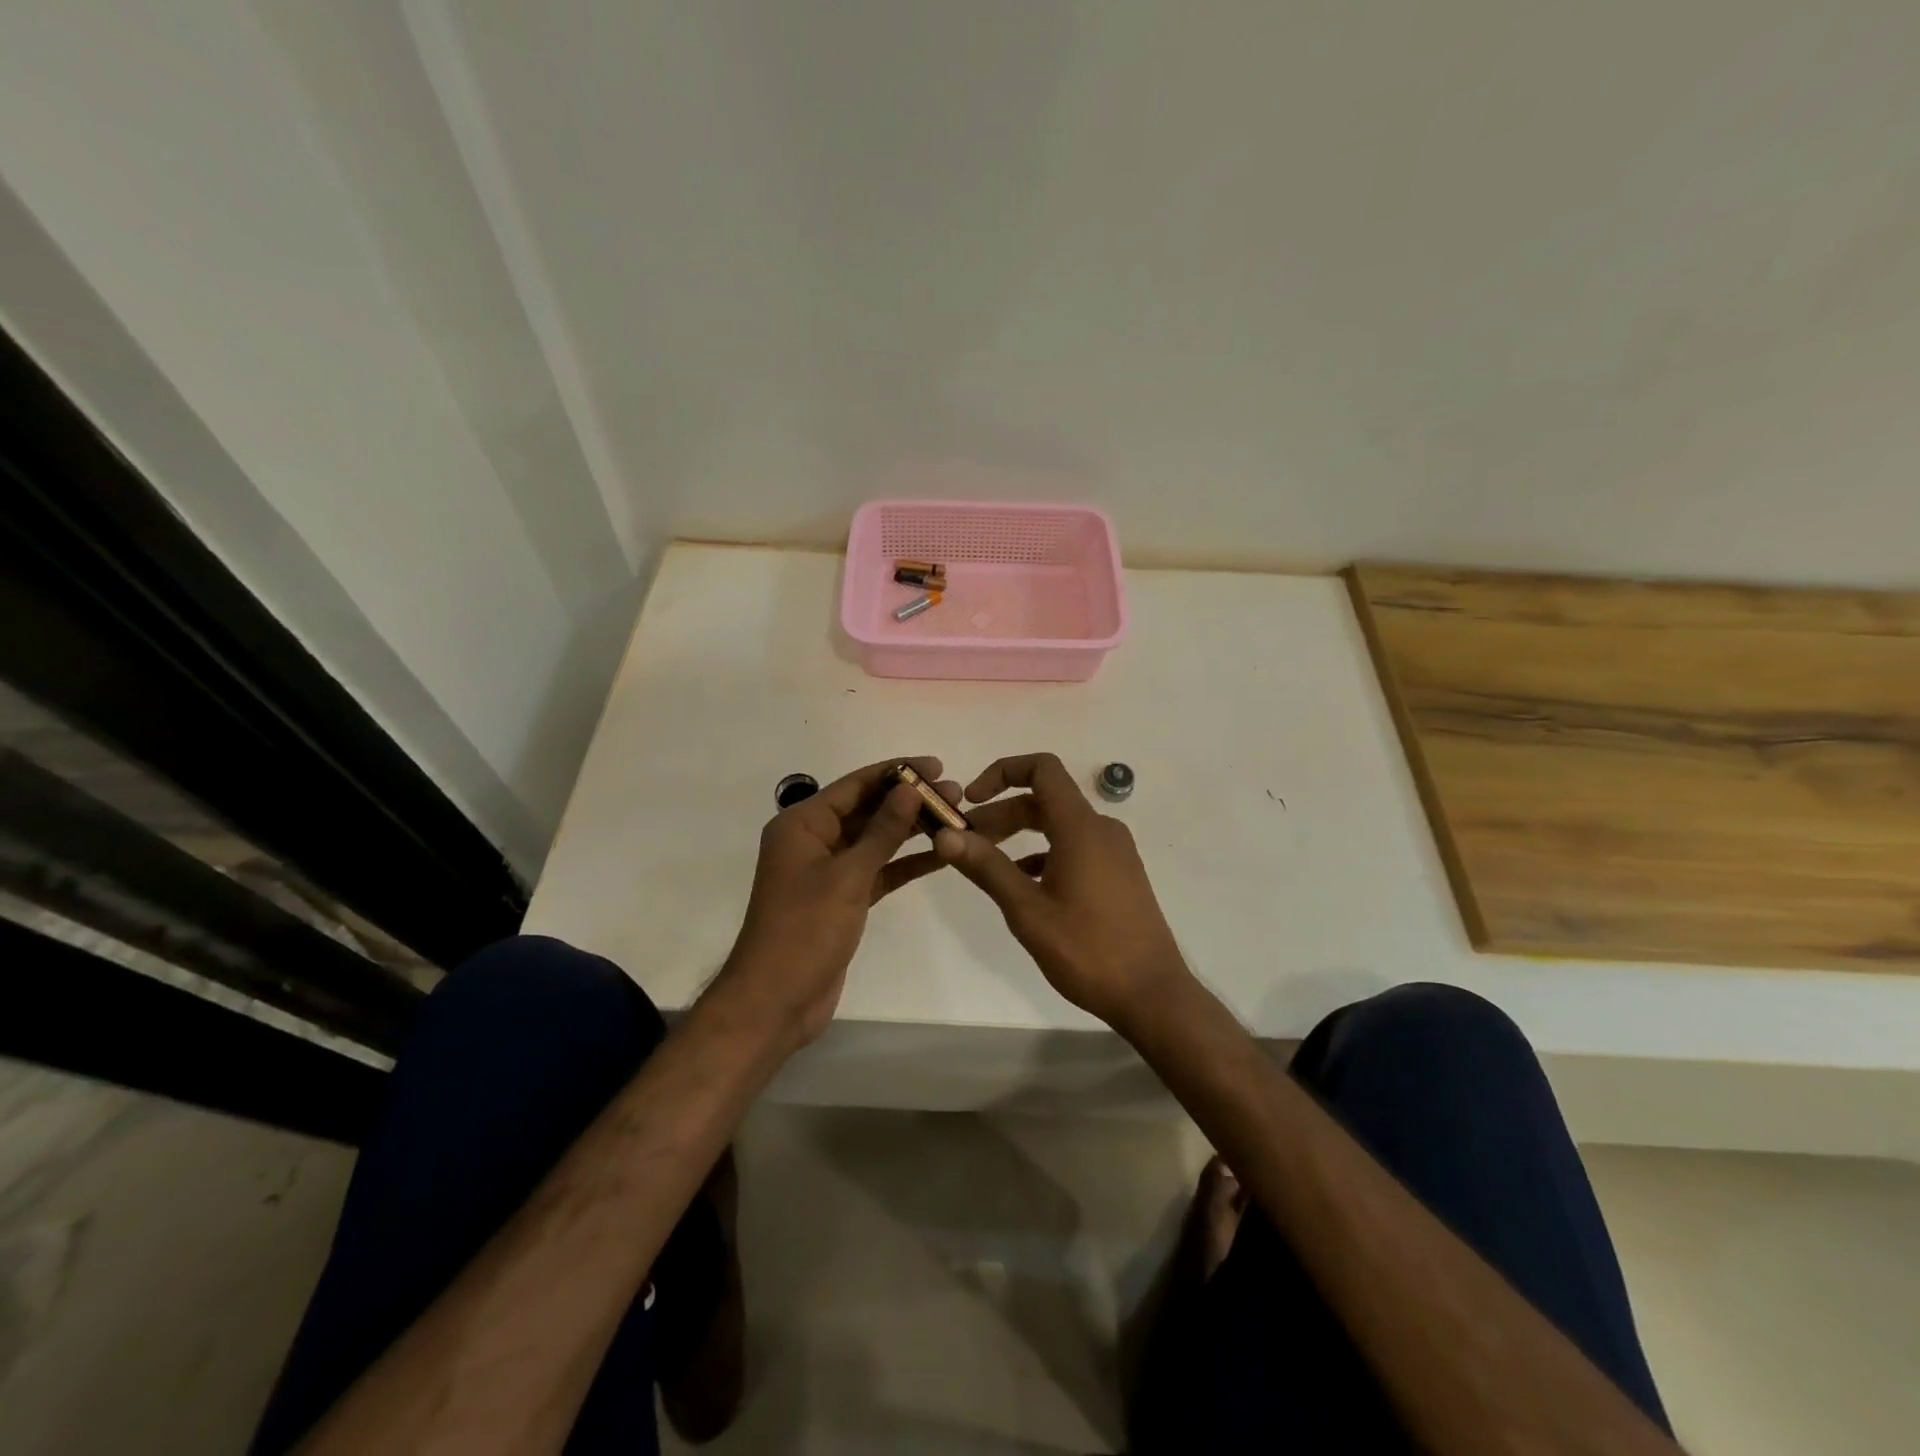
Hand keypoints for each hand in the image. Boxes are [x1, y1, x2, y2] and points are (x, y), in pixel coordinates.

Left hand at [719, 756, 959, 1047]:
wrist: (776, 1001)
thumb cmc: (805, 930)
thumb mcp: (847, 875)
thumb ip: (882, 831)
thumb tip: (910, 788)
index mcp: (802, 824)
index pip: (855, 785)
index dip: (897, 772)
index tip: (937, 765)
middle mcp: (813, 840)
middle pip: (867, 809)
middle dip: (909, 801)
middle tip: (956, 793)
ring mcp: (828, 871)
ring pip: (875, 840)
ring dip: (911, 830)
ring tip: (956, 818)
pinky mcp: (842, 898)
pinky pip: (878, 870)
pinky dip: (905, 863)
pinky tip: (940, 855)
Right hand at [934, 753, 1190, 1031]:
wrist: (1152, 995)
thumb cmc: (1087, 950)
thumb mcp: (1027, 910)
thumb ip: (986, 867)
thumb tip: (944, 835)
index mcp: (1081, 827)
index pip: (1042, 768)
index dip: (1002, 772)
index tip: (971, 799)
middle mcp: (1101, 828)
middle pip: (1044, 799)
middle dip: (1001, 812)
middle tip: (964, 840)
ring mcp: (1114, 851)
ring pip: (1058, 825)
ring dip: (1019, 834)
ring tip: (985, 861)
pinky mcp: (1119, 873)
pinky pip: (1075, 846)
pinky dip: (1043, 852)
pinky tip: (1022, 883)